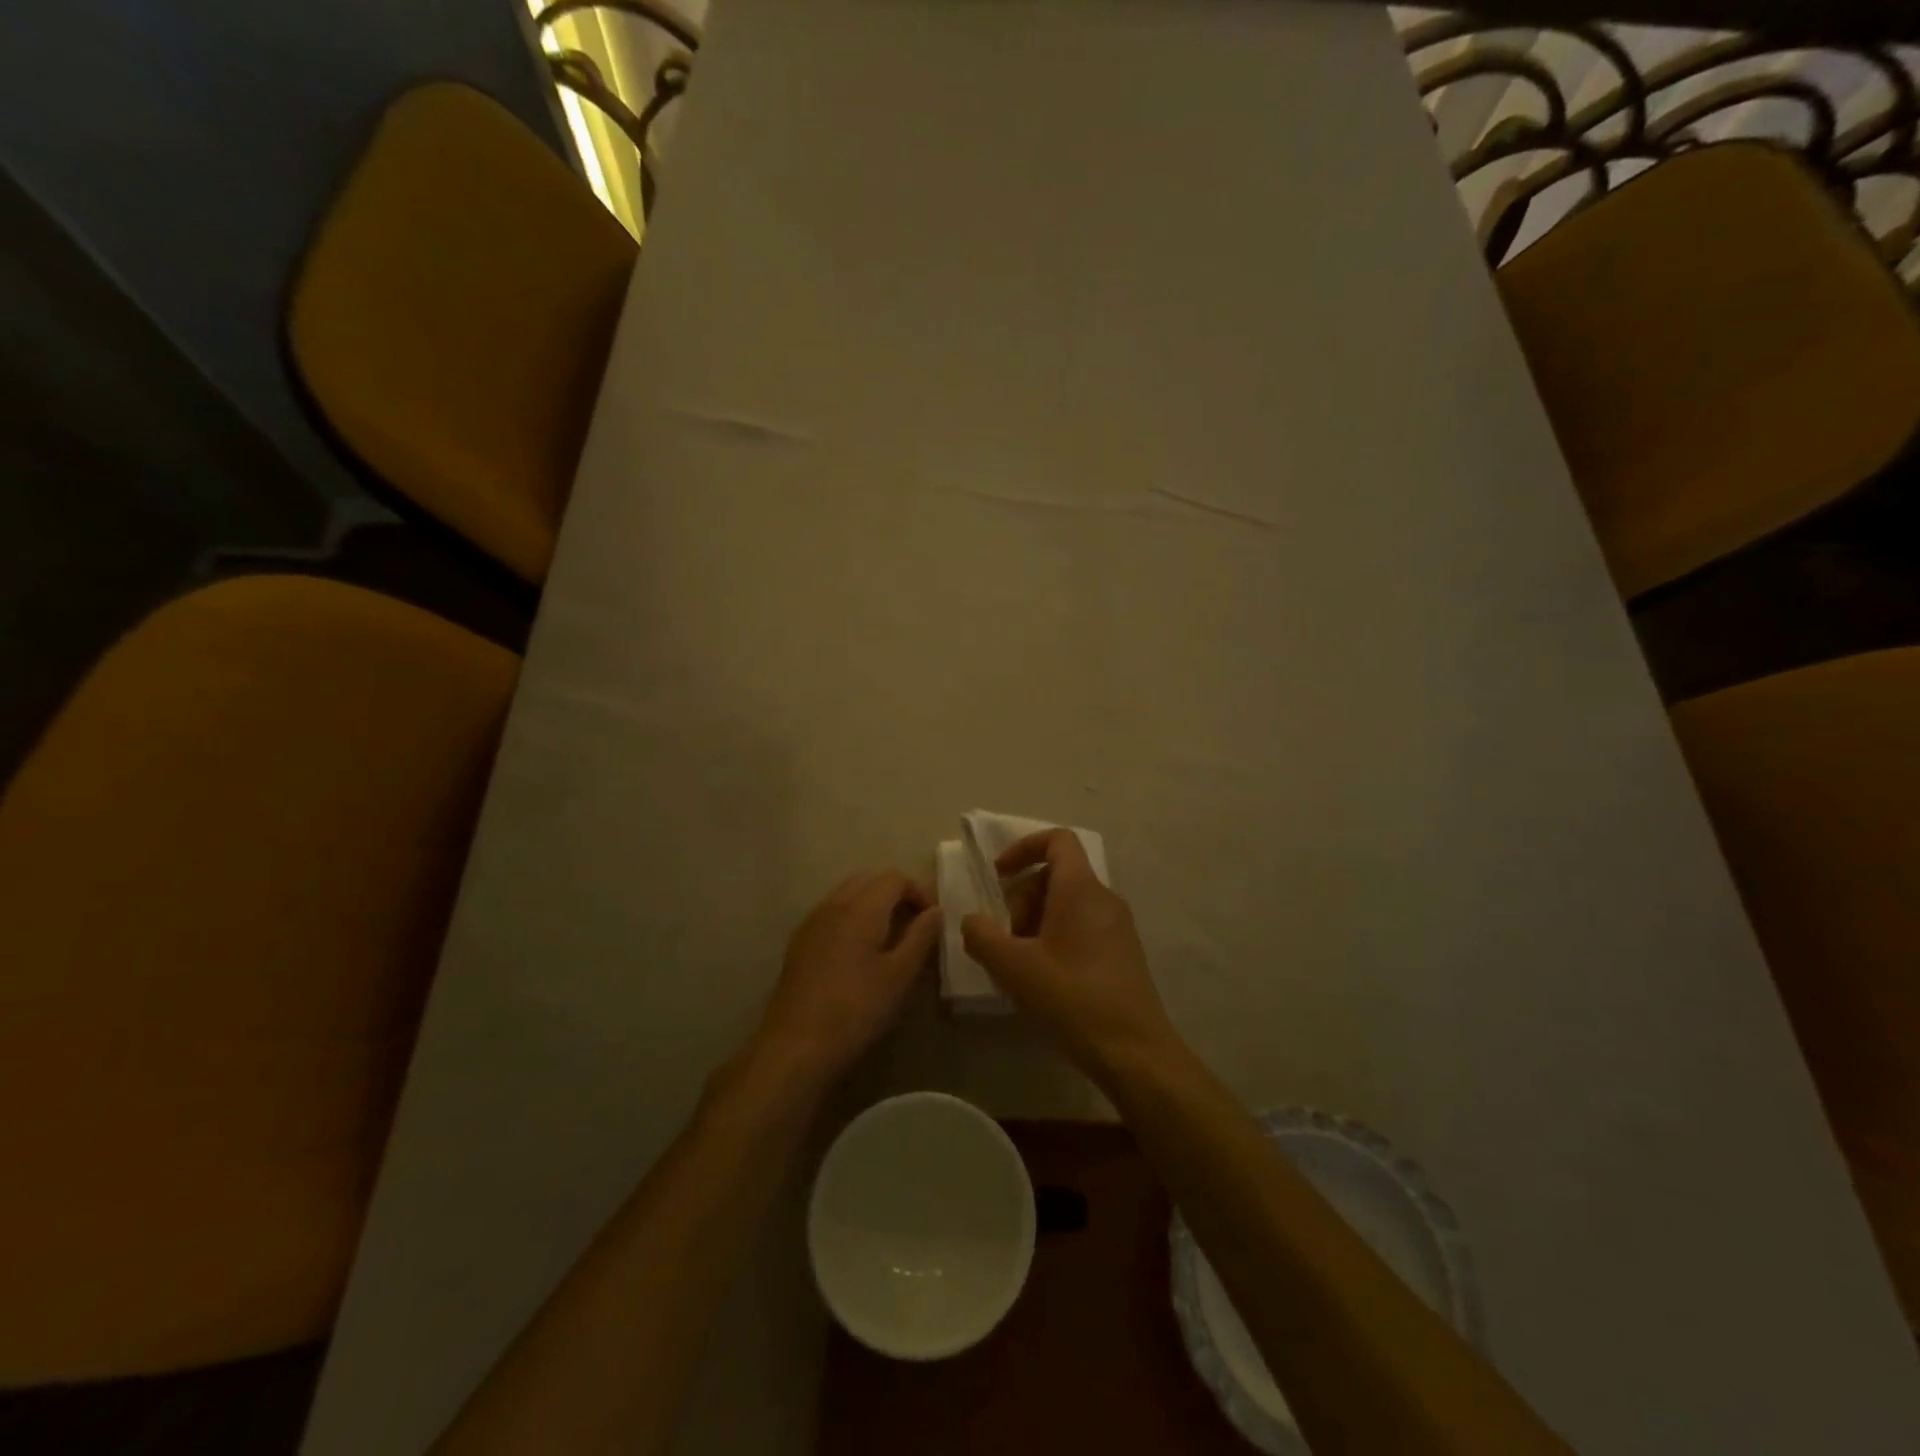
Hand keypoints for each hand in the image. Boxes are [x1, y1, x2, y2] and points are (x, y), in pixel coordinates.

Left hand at [753, 870, 942, 1087]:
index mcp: (861, 907)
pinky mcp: (799, 942)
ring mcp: (812, 922)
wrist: (796, 1044)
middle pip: (869, 879)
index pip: (895, 878)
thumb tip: (935, 911)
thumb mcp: (900, 976)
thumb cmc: (856, 1009)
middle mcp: (834, 904)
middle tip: (914, 925)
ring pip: (848, 893)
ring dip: (873, 904)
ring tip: (889, 938)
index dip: (919, 891)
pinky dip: (852, 917)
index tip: (932, 920)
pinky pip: (831, 912)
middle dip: (896, 893)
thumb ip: (921, 937)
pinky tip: (858, 952)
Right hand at [961, 830, 1179, 1083]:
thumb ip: (982, 936)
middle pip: (1056, 876)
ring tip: (1019, 965)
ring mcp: (1118, 926)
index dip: (1023, 848)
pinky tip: (1043, 980)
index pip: (1057, 840)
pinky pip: (1082, 927)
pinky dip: (1055, 939)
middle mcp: (1104, 898)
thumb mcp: (1014, 968)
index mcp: (1080, 889)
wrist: (1135, 1052)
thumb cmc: (1073, 1000)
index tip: (999, 877)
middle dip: (1022, 899)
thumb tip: (973, 921)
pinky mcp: (1122, 953)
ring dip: (1035, 923)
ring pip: (1067, 905)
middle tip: (1005, 940)